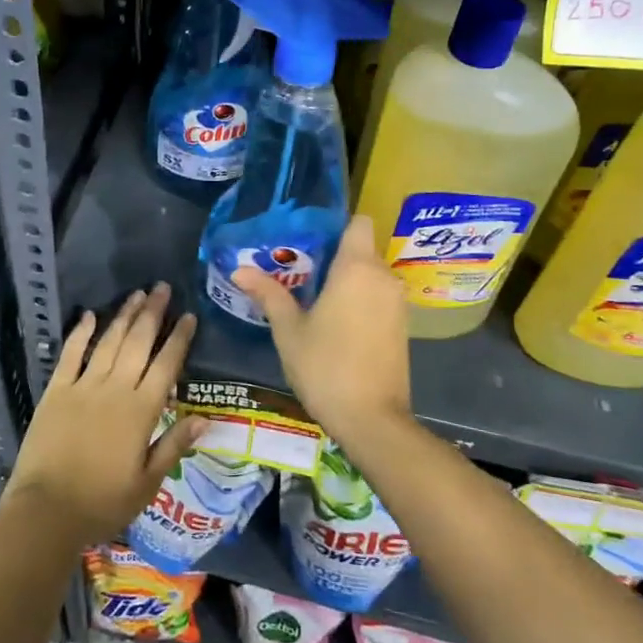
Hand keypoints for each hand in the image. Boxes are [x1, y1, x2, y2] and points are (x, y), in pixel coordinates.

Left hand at [3, 283, 204, 549]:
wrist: (46, 512)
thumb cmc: (102, 503)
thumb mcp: (147, 483)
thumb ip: (174, 446)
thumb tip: (205, 419)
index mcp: (142, 411)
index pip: (167, 365)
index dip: (179, 338)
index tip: (189, 315)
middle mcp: (115, 389)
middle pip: (138, 342)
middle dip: (153, 313)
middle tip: (163, 287)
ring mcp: (83, 386)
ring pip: (109, 341)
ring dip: (124, 315)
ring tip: (137, 294)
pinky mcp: (56, 390)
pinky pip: (71, 354)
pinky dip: (81, 333)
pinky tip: (90, 315)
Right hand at [232, 214, 411, 446]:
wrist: (372, 420)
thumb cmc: (325, 366)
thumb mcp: (289, 330)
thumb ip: (268, 294)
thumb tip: (239, 270)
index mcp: (357, 268)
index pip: (358, 222)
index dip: (337, 225)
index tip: (311, 238)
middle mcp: (383, 277)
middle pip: (362, 249)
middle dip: (334, 255)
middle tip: (299, 270)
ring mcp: (397, 303)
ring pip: (371, 275)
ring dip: (348, 280)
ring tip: (314, 296)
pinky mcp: (403, 326)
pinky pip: (379, 297)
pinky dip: (361, 300)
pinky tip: (336, 322)